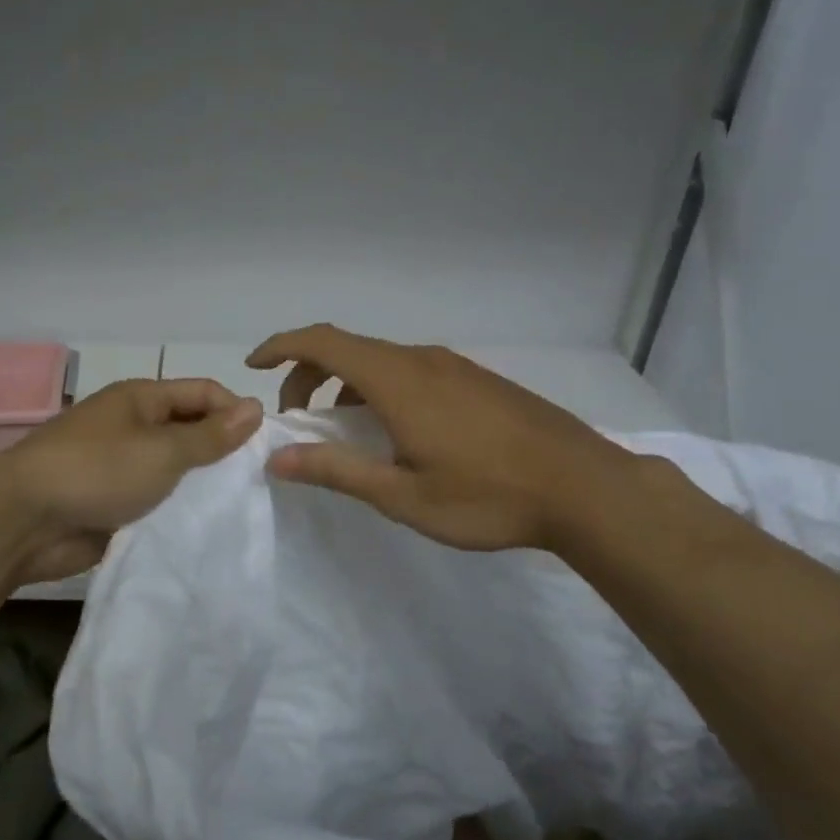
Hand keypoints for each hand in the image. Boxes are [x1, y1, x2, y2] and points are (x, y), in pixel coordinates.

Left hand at [0, 378, 263, 582]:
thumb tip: (255, 407)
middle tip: (260, 480)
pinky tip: (206, 527)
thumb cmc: (97, 472)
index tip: (267, 446)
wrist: (24, 521)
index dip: (237, 412)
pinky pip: (155, 500)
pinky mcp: (113, 502)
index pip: (203, 393)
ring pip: (174, 469)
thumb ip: (210, 435)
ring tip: (241, 506)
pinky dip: (177, 509)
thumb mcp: (162, 450)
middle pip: (190, 430)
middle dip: (222, 451)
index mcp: (142, 399)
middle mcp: (133, 426)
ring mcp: (121, 466)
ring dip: (200, 484)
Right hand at [246, 324, 639, 551]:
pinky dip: (379, 389)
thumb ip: (336, 472)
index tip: (254, 366)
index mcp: (398, 381)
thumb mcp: (402, 495)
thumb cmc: (488, 496)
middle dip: (308, 375)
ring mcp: (454, 367)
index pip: (323, 342)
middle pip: (348, 349)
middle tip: (296, 420)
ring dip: (346, 385)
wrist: (586, 488)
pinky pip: (410, 371)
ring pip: (381, 361)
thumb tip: (277, 458)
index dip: (282, 347)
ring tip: (341, 431)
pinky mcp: (477, 380)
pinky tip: (394, 432)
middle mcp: (422, 360)